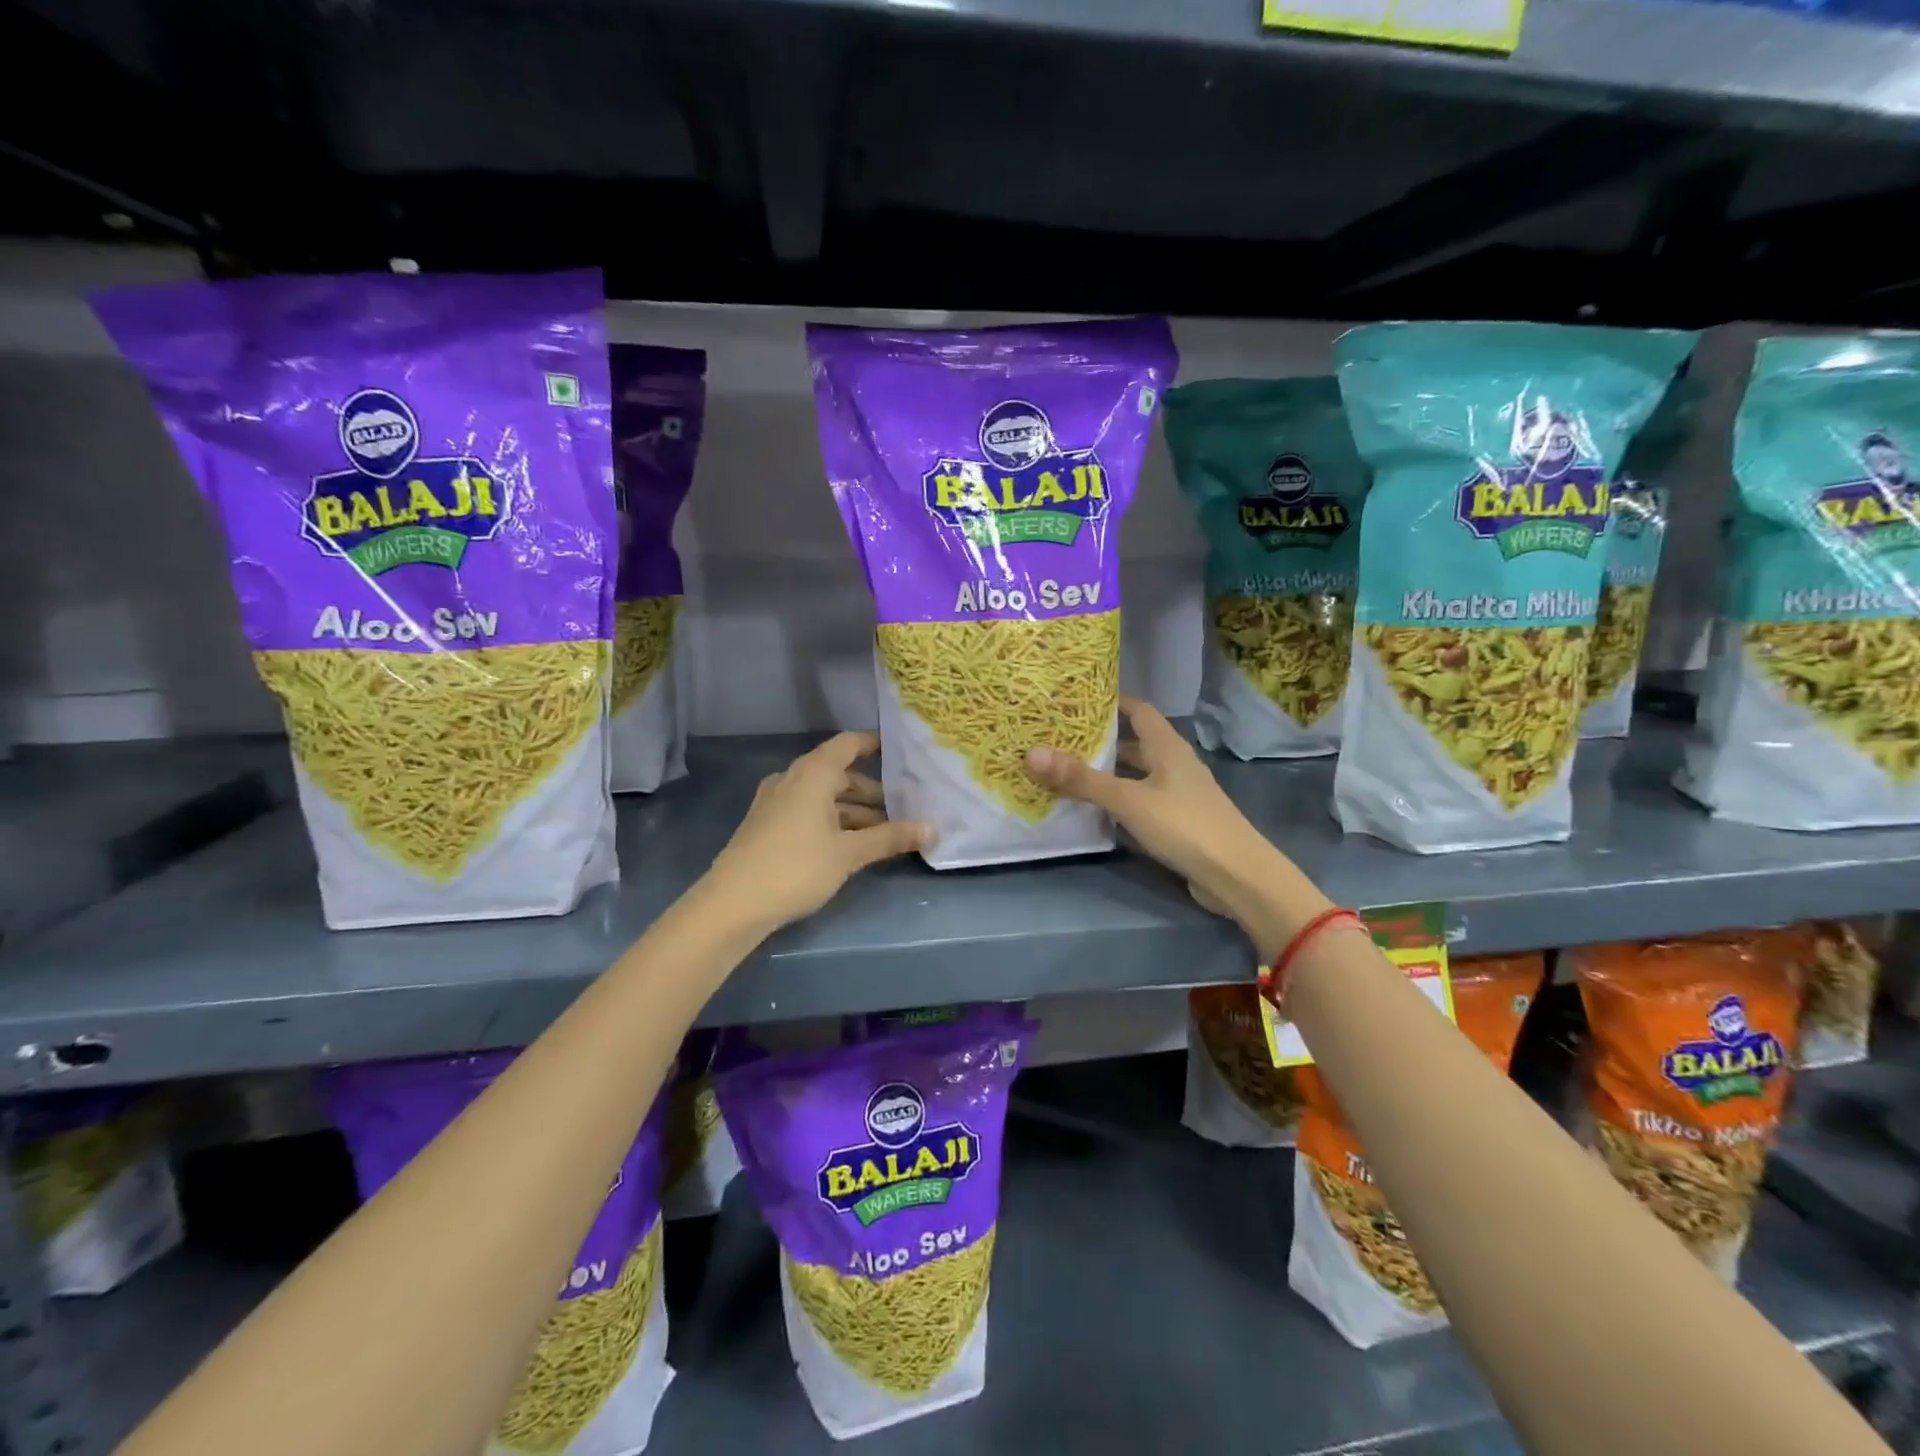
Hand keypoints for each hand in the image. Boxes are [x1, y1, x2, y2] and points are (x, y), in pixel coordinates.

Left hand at [706, 731, 931, 931]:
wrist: (732, 904)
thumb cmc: (796, 867)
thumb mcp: (849, 853)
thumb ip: (891, 838)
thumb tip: (934, 828)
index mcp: (813, 773)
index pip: (849, 744)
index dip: (875, 744)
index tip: (903, 752)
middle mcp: (793, 779)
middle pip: (839, 774)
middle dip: (872, 791)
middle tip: (905, 807)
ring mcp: (777, 802)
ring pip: (824, 796)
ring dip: (854, 811)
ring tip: (886, 832)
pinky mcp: (768, 825)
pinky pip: (809, 811)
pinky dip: (833, 820)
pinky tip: (853, 844)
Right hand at [1024, 697, 1329, 958]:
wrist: (1236, 876)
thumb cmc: (1184, 826)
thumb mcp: (1128, 800)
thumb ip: (1081, 779)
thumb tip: (1031, 753)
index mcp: (1167, 747)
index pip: (1138, 709)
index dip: (1110, 702)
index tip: (1075, 700)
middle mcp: (1174, 763)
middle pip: (1136, 741)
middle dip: (1102, 738)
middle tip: (1060, 736)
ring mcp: (1179, 793)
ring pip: (1138, 773)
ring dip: (1109, 770)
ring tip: (1069, 769)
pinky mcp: (1178, 821)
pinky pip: (1142, 799)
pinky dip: (1119, 798)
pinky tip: (1095, 808)